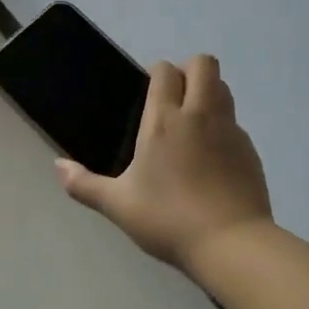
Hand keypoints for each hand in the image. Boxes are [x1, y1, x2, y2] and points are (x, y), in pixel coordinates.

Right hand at [57, 56, 272, 271]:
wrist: (231, 244)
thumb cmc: (168, 219)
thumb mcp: (117, 205)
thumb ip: (84, 184)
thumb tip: (58, 166)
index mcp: (164, 121)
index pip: (165, 71)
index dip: (156, 73)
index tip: (147, 92)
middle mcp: (200, 115)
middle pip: (203, 65)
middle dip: (188, 70)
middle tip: (172, 99)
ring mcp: (230, 131)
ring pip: (223, 88)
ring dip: (208, 92)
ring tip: (191, 124)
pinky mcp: (250, 151)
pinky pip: (235, 123)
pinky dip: (222, 127)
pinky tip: (210, 159)